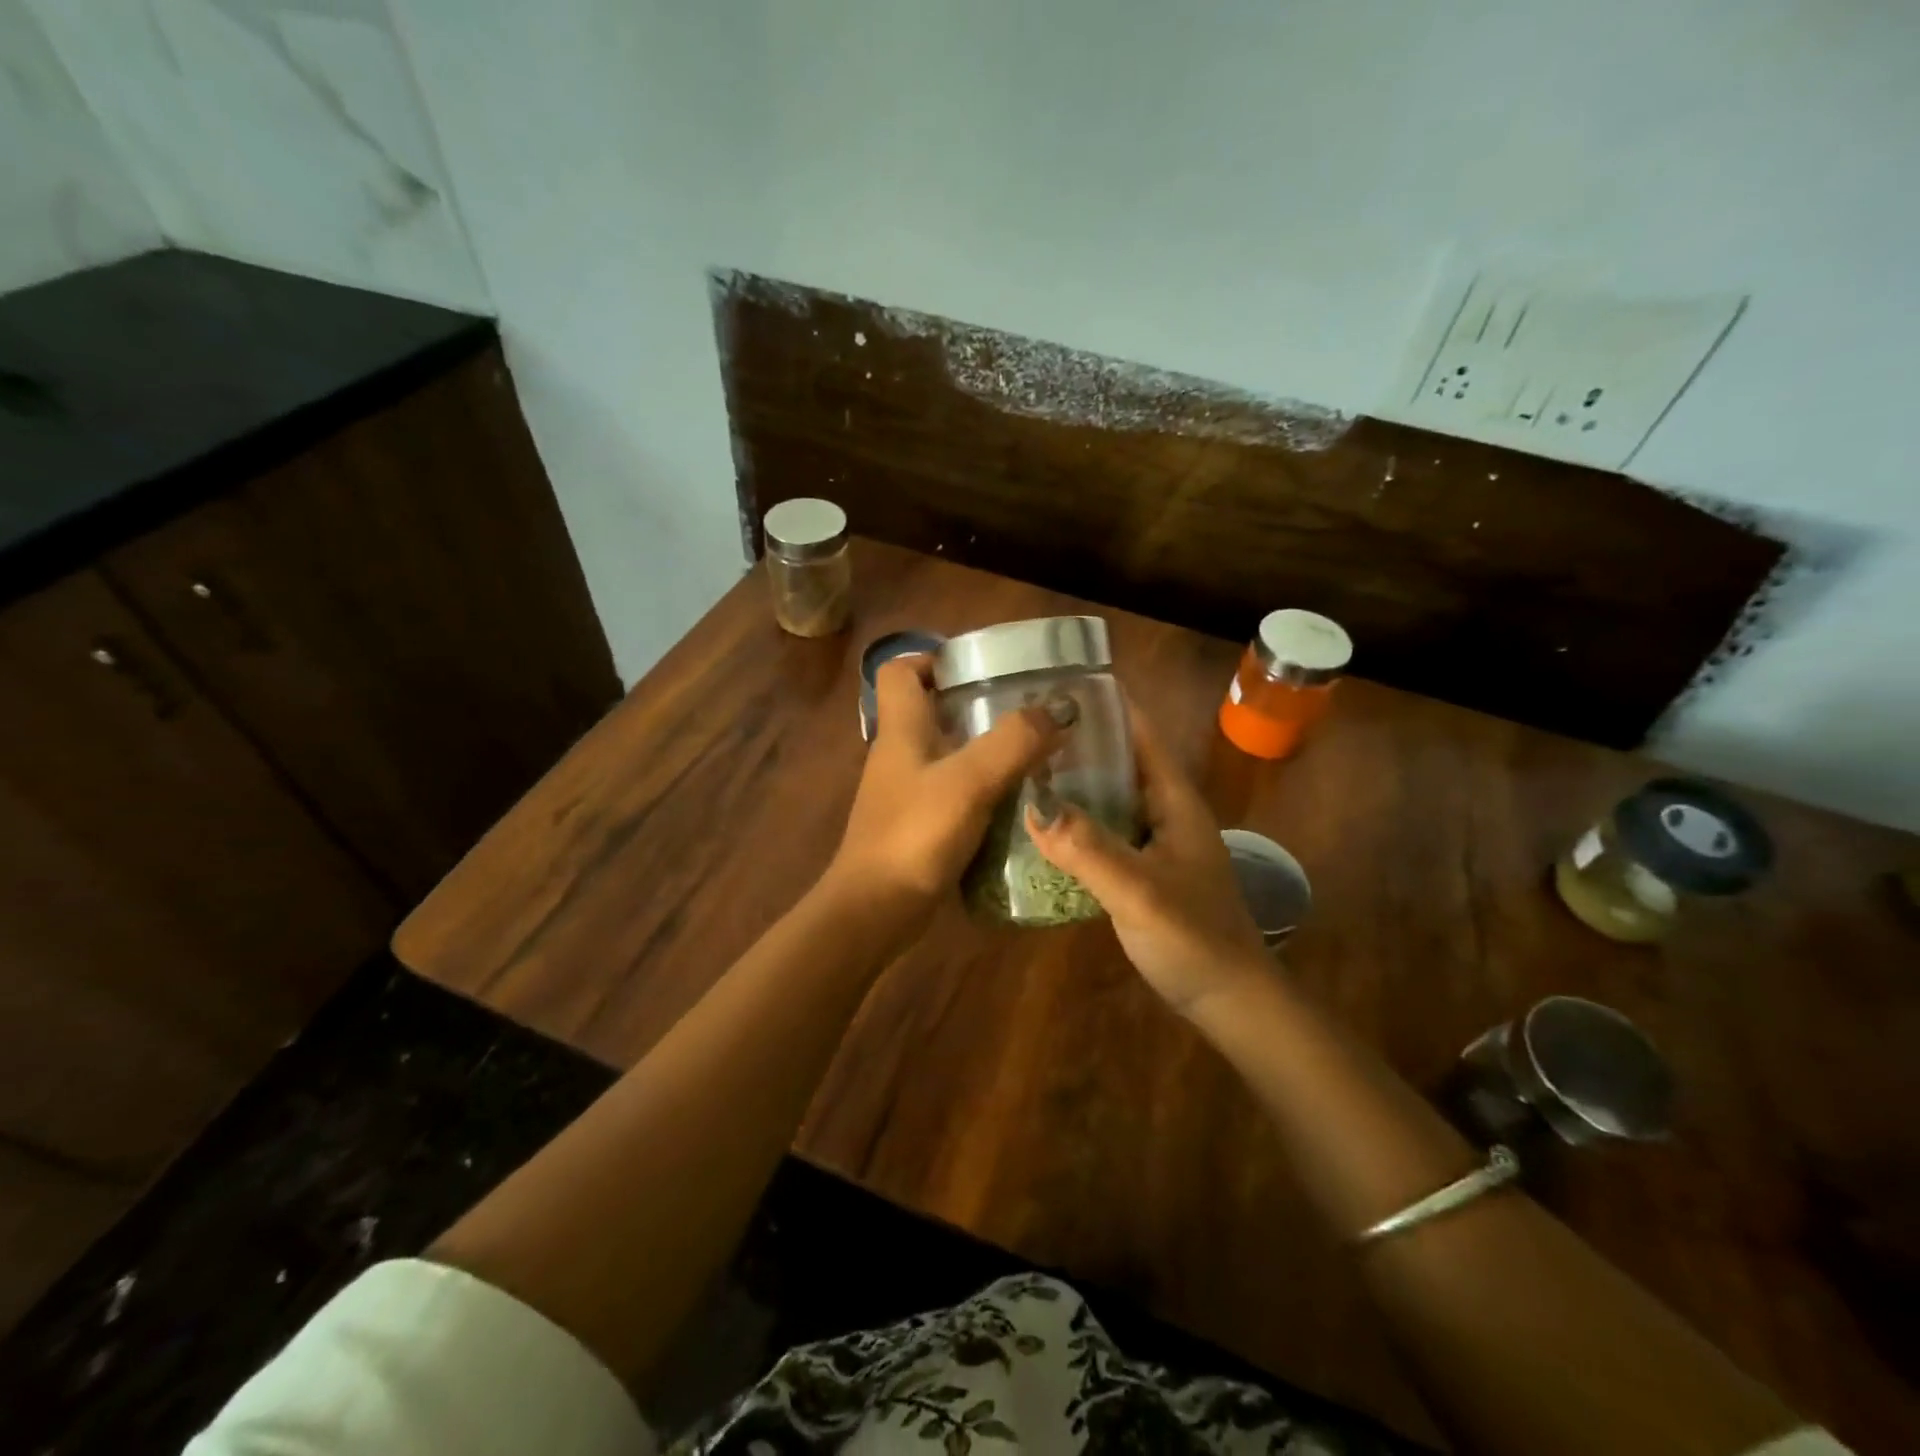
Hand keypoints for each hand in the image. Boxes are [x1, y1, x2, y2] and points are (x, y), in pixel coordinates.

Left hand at [823, 656, 1064, 938]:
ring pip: (947, 753)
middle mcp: (900, 754)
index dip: (934, 658)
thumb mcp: (970, 782)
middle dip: (976, 703)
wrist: (875, 910)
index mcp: (901, 729)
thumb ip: (1014, 742)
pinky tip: (1018, 799)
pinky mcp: (918, 824)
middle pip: (931, 709)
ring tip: (1035, 750)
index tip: (982, 666)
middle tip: (1027, 709)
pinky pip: (954, 791)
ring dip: (985, 748)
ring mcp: (907, 792)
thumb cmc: (915, 835)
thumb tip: (1059, 710)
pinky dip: (983, 788)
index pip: (901, 671)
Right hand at [1025, 703, 1268, 1016]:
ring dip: (1074, 783)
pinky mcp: (1143, 870)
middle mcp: (1165, 812)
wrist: (1231, 1000)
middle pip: (1120, 761)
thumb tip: (1032, 802)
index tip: (1058, 683)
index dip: (1106, 705)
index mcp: (1174, 800)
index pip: (1140, 734)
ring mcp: (1155, 843)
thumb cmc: (1195, 938)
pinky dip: (1075, 822)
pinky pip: (1104, 831)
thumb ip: (1088, 848)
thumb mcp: (1139, 891)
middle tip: (1022, 729)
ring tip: (1022, 769)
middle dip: (1077, 743)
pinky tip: (1041, 828)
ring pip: (1109, 797)